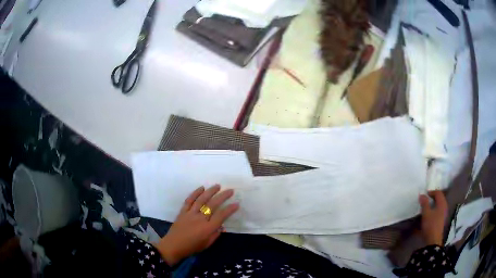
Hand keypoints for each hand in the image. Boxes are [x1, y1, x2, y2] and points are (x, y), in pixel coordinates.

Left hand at [155, 185, 238, 265]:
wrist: (173, 246)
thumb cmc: (192, 247)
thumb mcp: (207, 244)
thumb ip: (215, 234)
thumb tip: (222, 226)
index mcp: (207, 228)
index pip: (221, 216)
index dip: (230, 209)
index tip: (236, 203)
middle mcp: (200, 219)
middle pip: (213, 205)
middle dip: (222, 196)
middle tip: (230, 190)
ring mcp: (190, 213)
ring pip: (201, 200)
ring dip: (210, 192)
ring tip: (217, 186)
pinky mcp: (183, 211)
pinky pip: (189, 200)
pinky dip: (195, 193)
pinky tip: (201, 188)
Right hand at [419, 190, 447, 245]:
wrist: (433, 240)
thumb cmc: (430, 225)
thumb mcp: (426, 214)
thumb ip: (424, 203)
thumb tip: (422, 195)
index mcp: (442, 203)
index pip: (438, 193)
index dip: (432, 192)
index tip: (425, 194)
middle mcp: (444, 207)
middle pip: (440, 198)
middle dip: (433, 198)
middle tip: (426, 200)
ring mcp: (444, 214)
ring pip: (439, 205)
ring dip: (433, 204)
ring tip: (426, 207)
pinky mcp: (442, 220)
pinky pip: (438, 211)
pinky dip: (434, 210)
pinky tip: (429, 215)